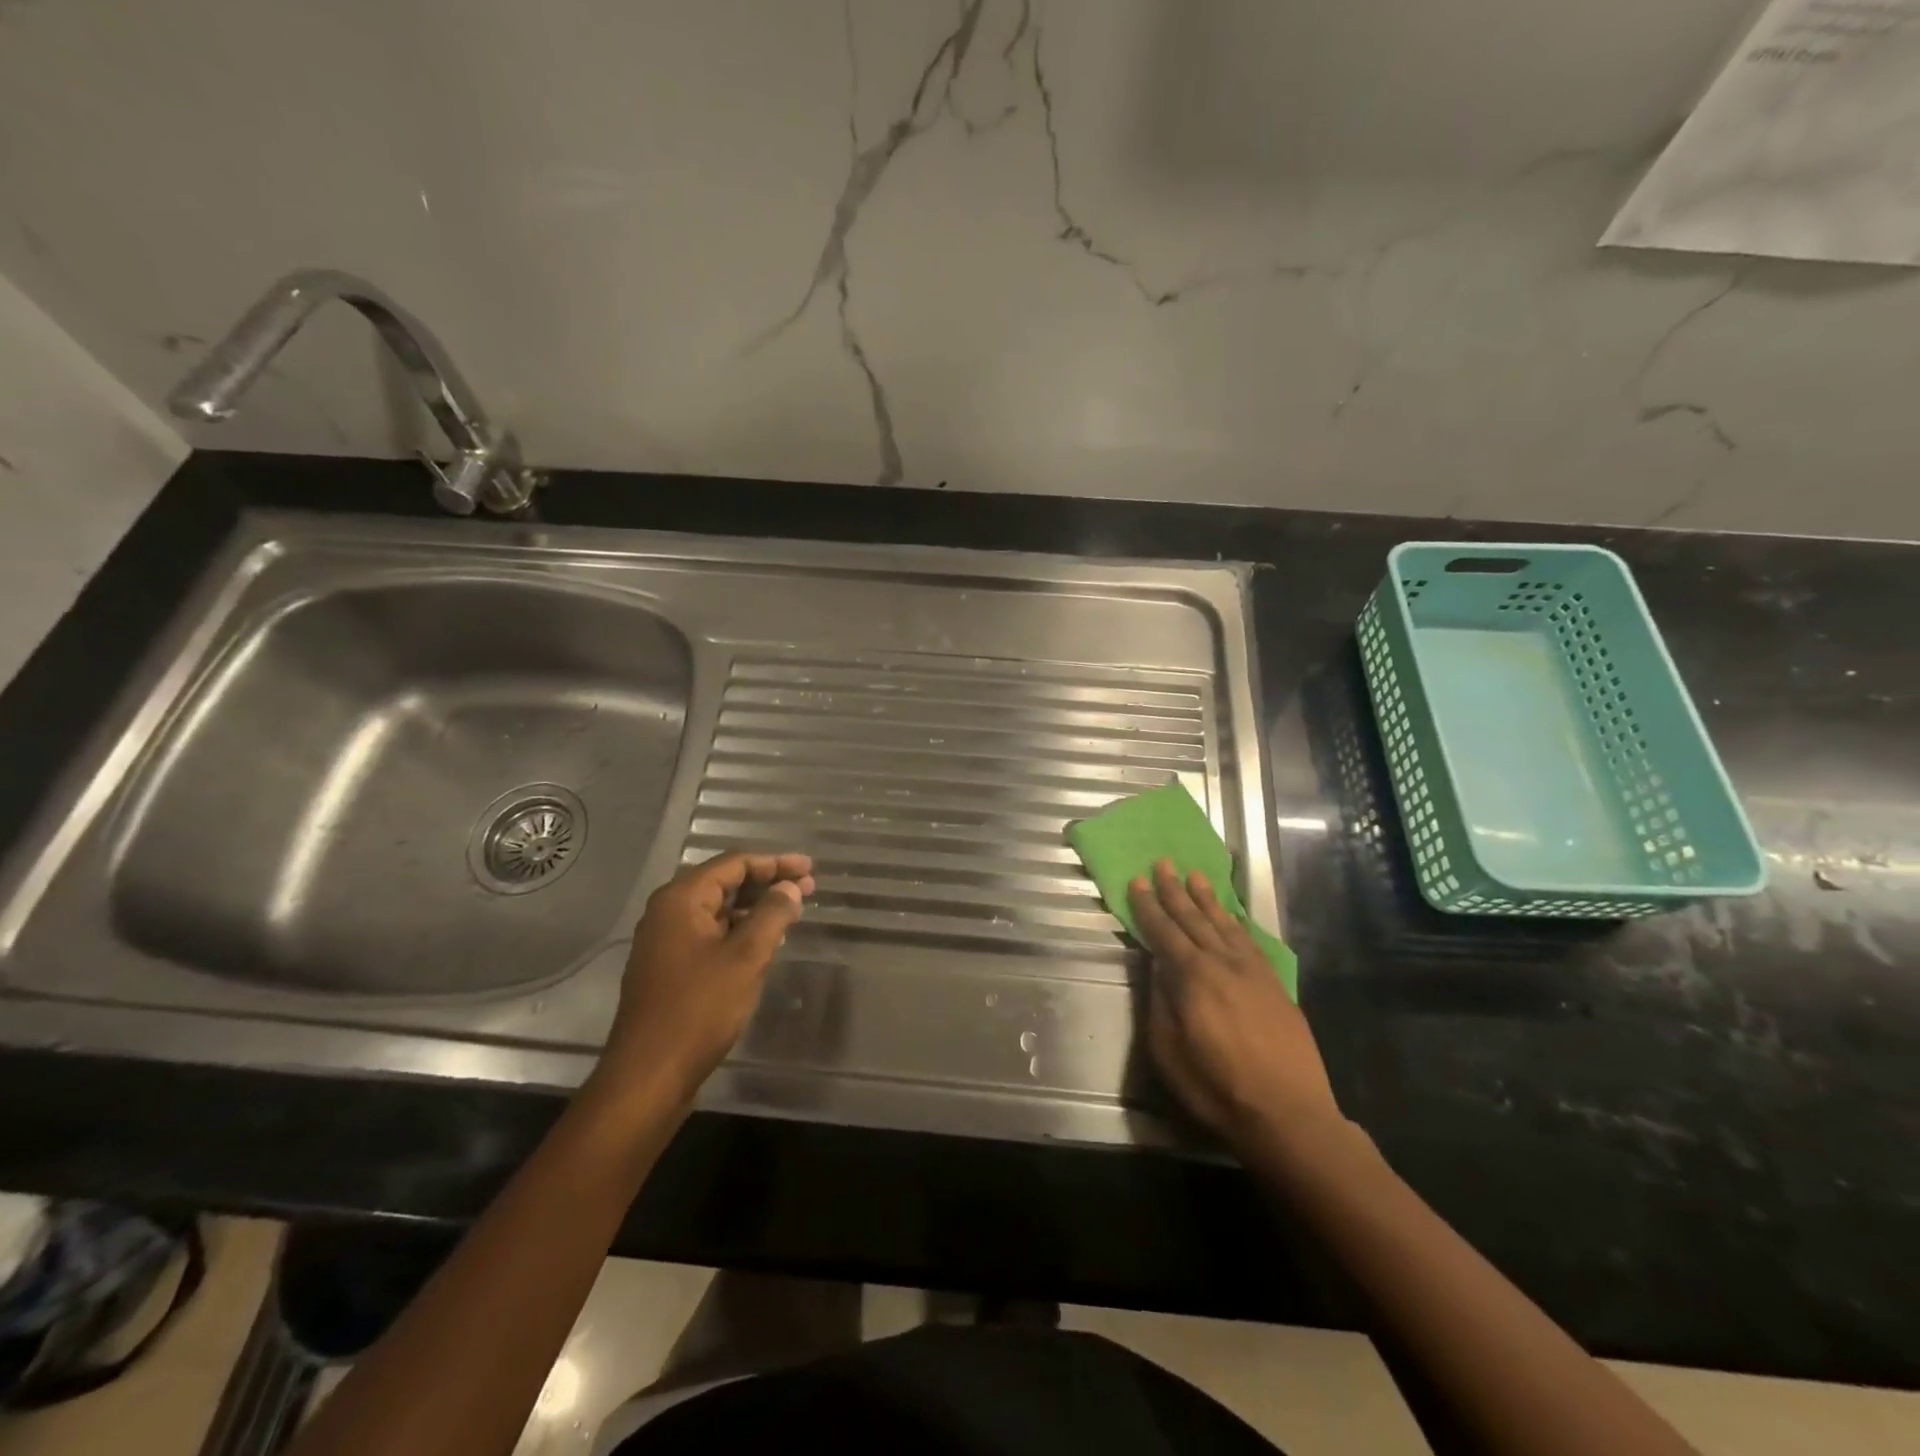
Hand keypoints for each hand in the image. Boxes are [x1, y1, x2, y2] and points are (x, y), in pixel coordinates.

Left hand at [599, 851, 814, 1107]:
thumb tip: (790, 887)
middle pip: (725, 882)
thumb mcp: (746, 957)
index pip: (734, 863)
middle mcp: (668, 912)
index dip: (776, 862)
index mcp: (681, 899)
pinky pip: (710, 933)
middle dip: (767, 882)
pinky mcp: (670, 968)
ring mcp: (665, 941)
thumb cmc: (699, 1009)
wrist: (648, 1076)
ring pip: (718, 910)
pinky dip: (739, 930)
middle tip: (808, 887)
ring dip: (755, 907)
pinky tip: (763, 941)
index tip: (810, 868)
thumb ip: (772, 915)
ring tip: (791, 911)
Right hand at [1129, 859, 1340, 1146]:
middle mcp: (1222, 963)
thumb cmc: (1217, 1087)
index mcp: (1192, 978)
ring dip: (1207, 899)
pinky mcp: (1275, 984)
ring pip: (1224, 924)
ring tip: (1195, 875)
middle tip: (1163, 862)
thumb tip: (1157, 966)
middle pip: (1193, 919)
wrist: (1289, 1114)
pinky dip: (1236, 923)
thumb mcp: (1169, 1052)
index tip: (1137, 881)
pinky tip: (1231, 915)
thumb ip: (1160, 1003)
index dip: (1148, 906)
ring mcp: (1253, 971)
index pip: (1164, 932)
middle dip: (1175, 890)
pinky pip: (1250, 941)